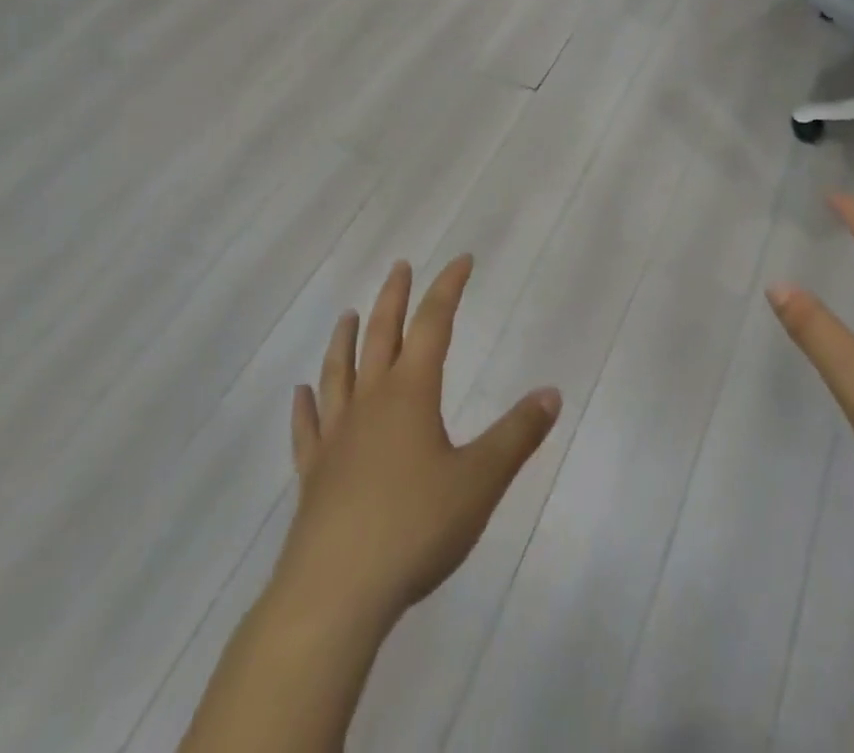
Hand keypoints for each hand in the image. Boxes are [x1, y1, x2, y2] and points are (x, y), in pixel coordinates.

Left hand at [274, 255, 560, 629]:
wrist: (335, 594)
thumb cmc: (415, 527)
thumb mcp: (481, 480)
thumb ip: (518, 434)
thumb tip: (552, 392)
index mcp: (411, 393)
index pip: (433, 324)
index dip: (448, 288)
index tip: (462, 259)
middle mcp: (370, 402)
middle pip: (381, 335)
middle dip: (394, 297)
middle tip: (399, 266)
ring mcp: (336, 438)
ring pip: (339, 373)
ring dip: (346, 340)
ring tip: (349, 315)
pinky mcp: (313, 476)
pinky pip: (307, 429)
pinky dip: (305, 407)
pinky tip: (301, 394)